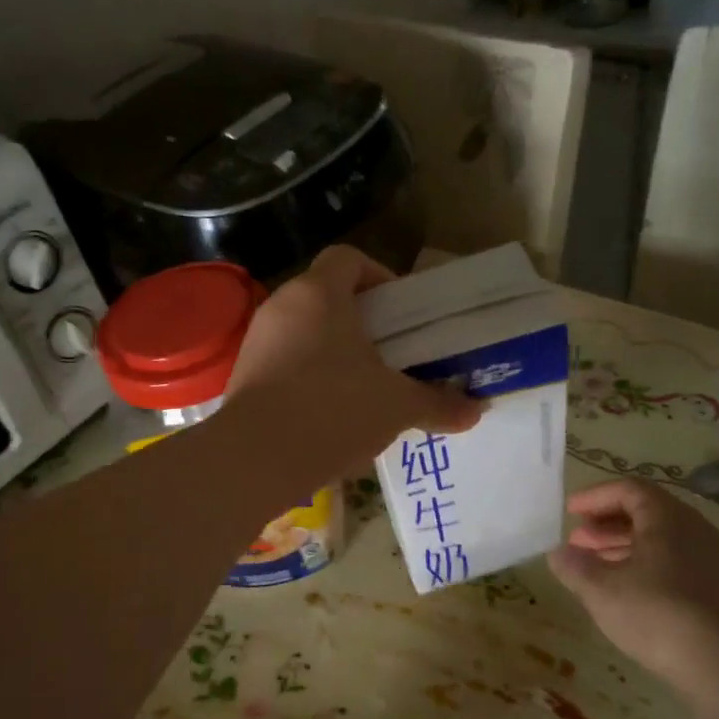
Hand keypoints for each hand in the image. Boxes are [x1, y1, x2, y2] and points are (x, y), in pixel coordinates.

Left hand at [226, 246, 480, 475]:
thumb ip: (437, 403)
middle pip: (326, 295)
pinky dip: (308, 375)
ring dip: (334, 351)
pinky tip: (329, 413)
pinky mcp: (242, 374)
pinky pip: (284, 360)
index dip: (379, 276)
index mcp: (319, 294)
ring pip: (304, 331)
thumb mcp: (396, 406)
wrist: (254, 460)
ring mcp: (256, 340)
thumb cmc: (332, 411)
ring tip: (364, 388)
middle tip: (391, 354)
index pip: (348, 258)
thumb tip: (476, 411)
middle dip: (362, 321)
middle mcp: (282, 306)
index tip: (401, 313)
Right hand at [548, 478, 718, 675]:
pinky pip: (682, 564)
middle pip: (648, 513)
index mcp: (668, 518)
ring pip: (666, 541)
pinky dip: (652, 568)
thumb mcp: (602, 591)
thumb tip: (558, 553)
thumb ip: (575, 567)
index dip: (595, 497)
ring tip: (601, 570)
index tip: (570, 512)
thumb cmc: (659, 616)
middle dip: (608, 525)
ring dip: (628, 548)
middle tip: (579, 543)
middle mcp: (698, 529)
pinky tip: (636, 596)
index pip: (628, 489)